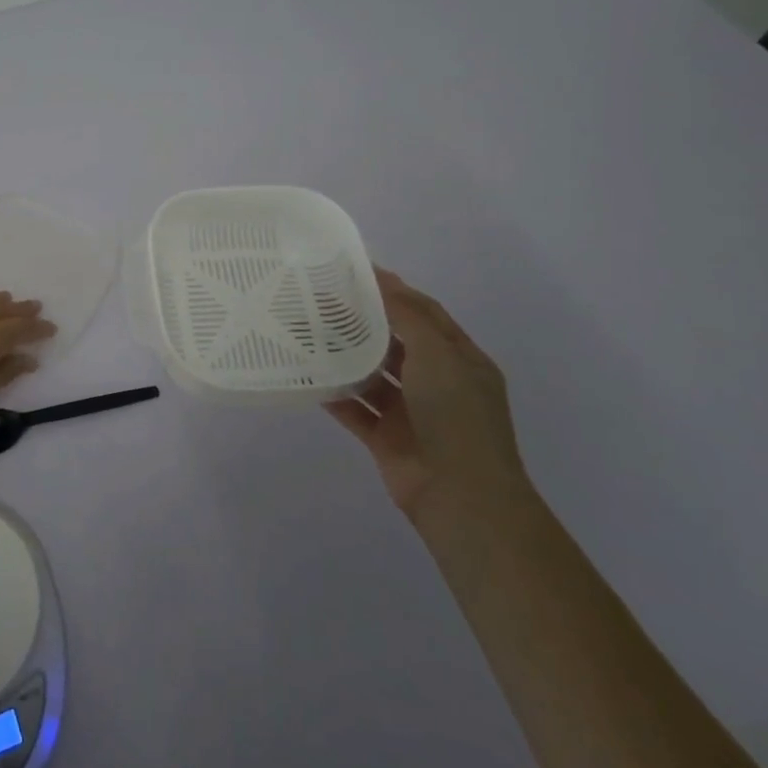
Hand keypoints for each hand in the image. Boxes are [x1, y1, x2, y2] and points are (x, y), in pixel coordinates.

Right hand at [324, 267, 527, 525]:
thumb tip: (383, 278)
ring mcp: (410, 412)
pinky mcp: (386, 437)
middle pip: (395, 342)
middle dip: (363, 322)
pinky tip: (307, 375)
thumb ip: (408, 315)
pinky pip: (355, 409)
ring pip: (372, 375)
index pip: (425, 313)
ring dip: (345, 356)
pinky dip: (334, 394)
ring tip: (308, 331)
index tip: (355, 271)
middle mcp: (436, 382)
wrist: (460, 496)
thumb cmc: (456, 415)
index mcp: (459, 359)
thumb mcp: (439, 354)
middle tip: (321, 299)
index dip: (394, 290)